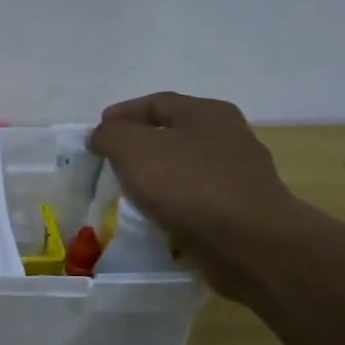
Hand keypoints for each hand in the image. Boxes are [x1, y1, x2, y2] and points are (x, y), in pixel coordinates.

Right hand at [86, 93, 303, 299]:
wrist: (249, 242)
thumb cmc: (188, 184)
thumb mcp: (132, 149)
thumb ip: (110, 135)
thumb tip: (102, 135)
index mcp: (207, 113)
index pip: (156, 102)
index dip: (122, 113)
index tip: (95, 132)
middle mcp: (228, 136)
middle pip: (173, 132)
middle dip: (139, 143)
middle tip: (109, 159)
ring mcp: (239, 174)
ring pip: (184, 166)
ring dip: (156, 174)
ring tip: (127, 189)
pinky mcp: (241, 208)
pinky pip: (196, 197)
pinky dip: (172, 201)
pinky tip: (155, 213)